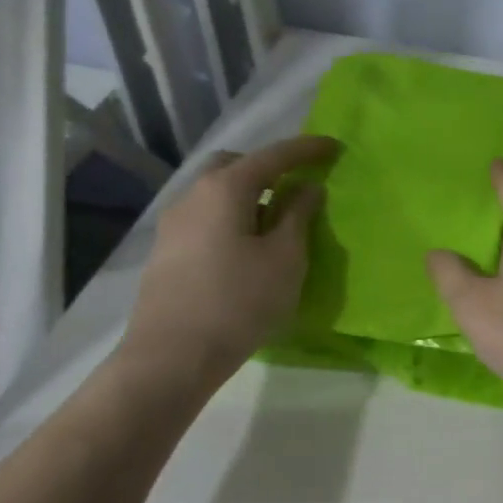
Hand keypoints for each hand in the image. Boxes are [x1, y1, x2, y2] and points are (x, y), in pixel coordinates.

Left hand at [120, 135, 335, 388]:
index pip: (273, 156)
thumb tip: (306, 188)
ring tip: (278, 222)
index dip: (306, 149)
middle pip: (235, 166)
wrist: (171, 356)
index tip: (334, 146)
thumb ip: (298, 216)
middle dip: (269, 168)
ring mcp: (174, 224)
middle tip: (299, 185)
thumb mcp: (284, 258)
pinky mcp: (168, 251)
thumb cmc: (239, 301)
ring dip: (250, 196)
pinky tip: (249, 247)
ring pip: (217, 193)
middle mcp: (193, 195)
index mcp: (225, 189)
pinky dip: (233, 218)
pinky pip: (207, 218)